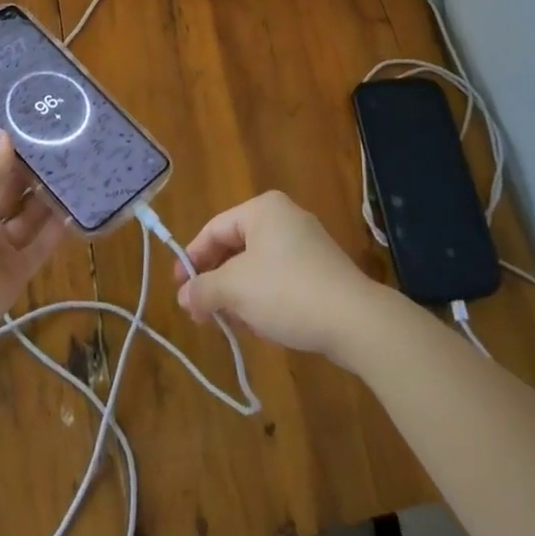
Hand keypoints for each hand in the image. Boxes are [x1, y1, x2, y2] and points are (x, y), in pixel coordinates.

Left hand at [0, 130, 69, 339]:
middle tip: (67, 148)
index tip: (37, 129)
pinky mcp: (16, 274)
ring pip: (28, 219)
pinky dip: (56, 231)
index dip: (8, 151)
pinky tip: (77, 210)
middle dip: (33, 174)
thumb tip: (4, 133)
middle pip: (10, 193)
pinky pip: (40, 248)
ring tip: (79, 173)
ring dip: (48, 200)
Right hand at [174, 191, 384, 358]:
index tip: (179, 289)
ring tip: (228, 323)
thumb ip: (204, 289)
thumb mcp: (235, 289)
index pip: (215, 229)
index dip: (193, 259)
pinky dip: (263, 299)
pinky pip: (280, 279)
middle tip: (200, 310)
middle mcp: (285, 218)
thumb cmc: (287, 291)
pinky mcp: (321, 271)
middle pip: (236, 248)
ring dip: (238, 294)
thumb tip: (184, 297)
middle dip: (216, 281)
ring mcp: (307, 244)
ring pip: (257, 267)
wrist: (354, 320)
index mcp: (263, 209)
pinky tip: (260, 326)